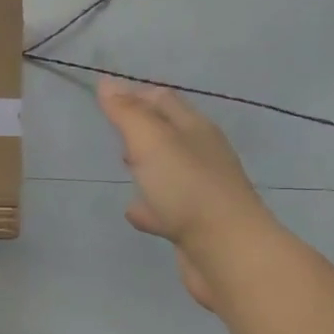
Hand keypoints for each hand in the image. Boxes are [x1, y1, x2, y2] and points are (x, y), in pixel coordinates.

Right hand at [96, 78, 278, 308]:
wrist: (227, 251)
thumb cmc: (187, 188)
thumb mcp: (151, 142)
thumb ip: (127, 113)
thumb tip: (106, 82)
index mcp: (194, 130)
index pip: (163, 100)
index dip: (135, 94)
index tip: (107, 96)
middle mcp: (202, 155)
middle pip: (169, 132)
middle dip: (142, 126)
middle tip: (113, 127)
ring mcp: (200, 191)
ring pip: (169, 169)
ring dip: (147, 164)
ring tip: (123, 164)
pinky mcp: (194, 224)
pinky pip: (166, 207)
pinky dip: (149, 205)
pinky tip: (134, 212)